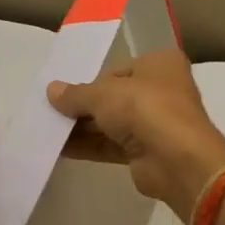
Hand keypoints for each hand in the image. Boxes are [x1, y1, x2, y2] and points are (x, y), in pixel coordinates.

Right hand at [47, 50, 224, 218]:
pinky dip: (89, 146)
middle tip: (50, 112)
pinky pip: (112, 145)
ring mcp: (155, 123)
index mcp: (160, 64)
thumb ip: (76, 94)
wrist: (177, 160)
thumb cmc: (145, 109)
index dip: (91, 82)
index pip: (118, 70)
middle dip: (84, 107)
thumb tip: (51, 90)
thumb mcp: (104, 94)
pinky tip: (59, 149)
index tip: (64, 92)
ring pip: (112, 123)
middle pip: (114, 97)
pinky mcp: (147, 152)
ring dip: (82, 128)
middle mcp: (162, 90)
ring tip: (47, 131)